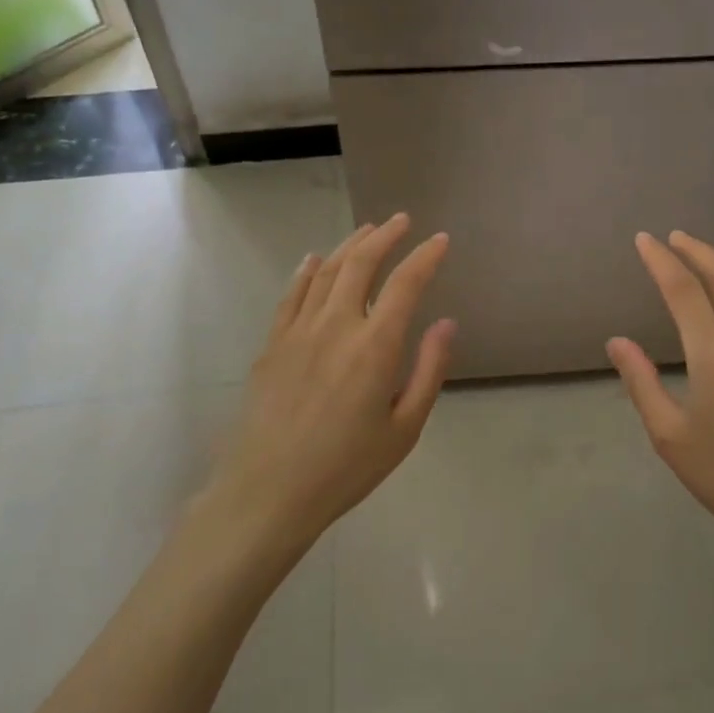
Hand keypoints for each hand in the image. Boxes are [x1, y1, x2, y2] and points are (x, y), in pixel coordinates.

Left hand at [213, 215, 454, 550]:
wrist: (267, 492)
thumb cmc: (346, 467)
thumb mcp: (404, 429)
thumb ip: (429, 370)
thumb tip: (446, 323)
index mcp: (375, 346)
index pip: (406, 283)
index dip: (426, 256)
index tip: (440, 240)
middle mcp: (337, 325)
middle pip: (362, 263)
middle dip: (385, 235)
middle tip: (402, 220)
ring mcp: (299, 331)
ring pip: (326, 271)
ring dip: (350, 245)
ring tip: (368, 230)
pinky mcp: (273, 344)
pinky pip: (292, 294)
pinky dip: (308, 271)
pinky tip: (316, 259)